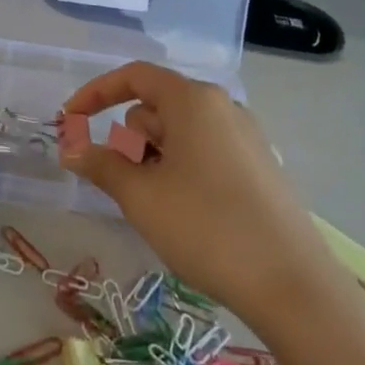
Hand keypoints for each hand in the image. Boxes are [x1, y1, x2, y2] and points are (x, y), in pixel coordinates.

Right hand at [59, 62, 331, 317]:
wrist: (294, 288)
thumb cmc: (207, 228)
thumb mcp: (141, 196)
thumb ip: (101, 165)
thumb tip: (70, 149)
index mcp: (193, 100)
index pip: (134, 77)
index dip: (96, 93)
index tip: (70, 120)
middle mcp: (221, 106)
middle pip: (155, 108)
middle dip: (131, 141)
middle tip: (130, 187)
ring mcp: (245, 136)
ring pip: (179, 134)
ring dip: (155, 161)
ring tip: (160, 209)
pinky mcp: (260, 167)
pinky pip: (205, 152)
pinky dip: (182, 171)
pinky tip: (189, 215)